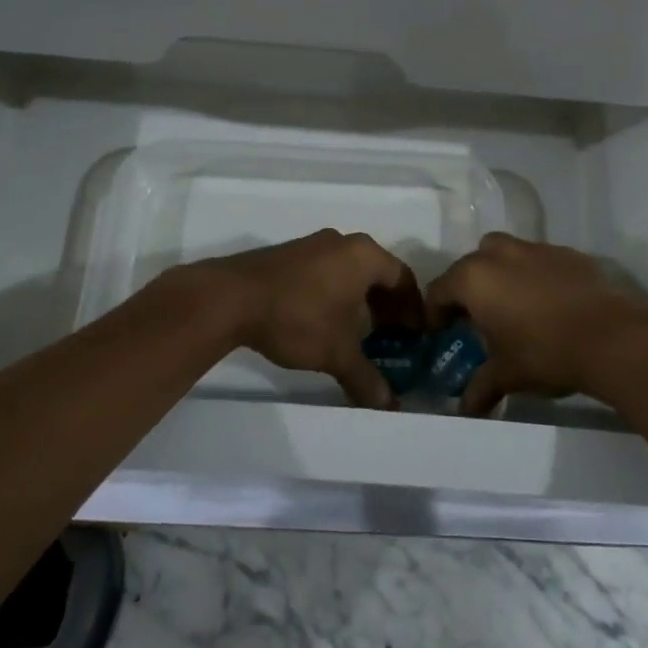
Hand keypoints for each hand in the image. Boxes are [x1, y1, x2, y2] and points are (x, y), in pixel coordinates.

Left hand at [195, 230, 418, 408]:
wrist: (231, 298)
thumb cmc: (298, 317)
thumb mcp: (337, 352)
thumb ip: (366, 378)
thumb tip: (389, 406)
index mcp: (365, 255)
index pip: (404, 278)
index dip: (413, 308)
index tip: (416, 335)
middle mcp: (343, 242)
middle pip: (378, 273)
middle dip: (387, 306)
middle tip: (392, 338)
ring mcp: (313, 245)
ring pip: (350, 272)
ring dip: (360, 301)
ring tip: (359, 335)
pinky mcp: (289, 255)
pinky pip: (327, 272)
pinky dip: (336, 295)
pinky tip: (326, 322)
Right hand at [425, 234, 647, 415]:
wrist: (612, 336)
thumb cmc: (546, 353)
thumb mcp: (508, 374)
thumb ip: (481, 387)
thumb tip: (465, 411)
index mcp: (474, 279)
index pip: (439, 290)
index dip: (436, 313)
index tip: (442, 333)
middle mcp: (499, 254)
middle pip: (469, 266)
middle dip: (468, 290)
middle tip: (476, 319)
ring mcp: (534, 248)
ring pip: (503, 254)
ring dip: (499, 275)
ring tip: (513, 307)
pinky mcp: (566, 252)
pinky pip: (537, 259)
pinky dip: (533, 275)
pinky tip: (548, 303)